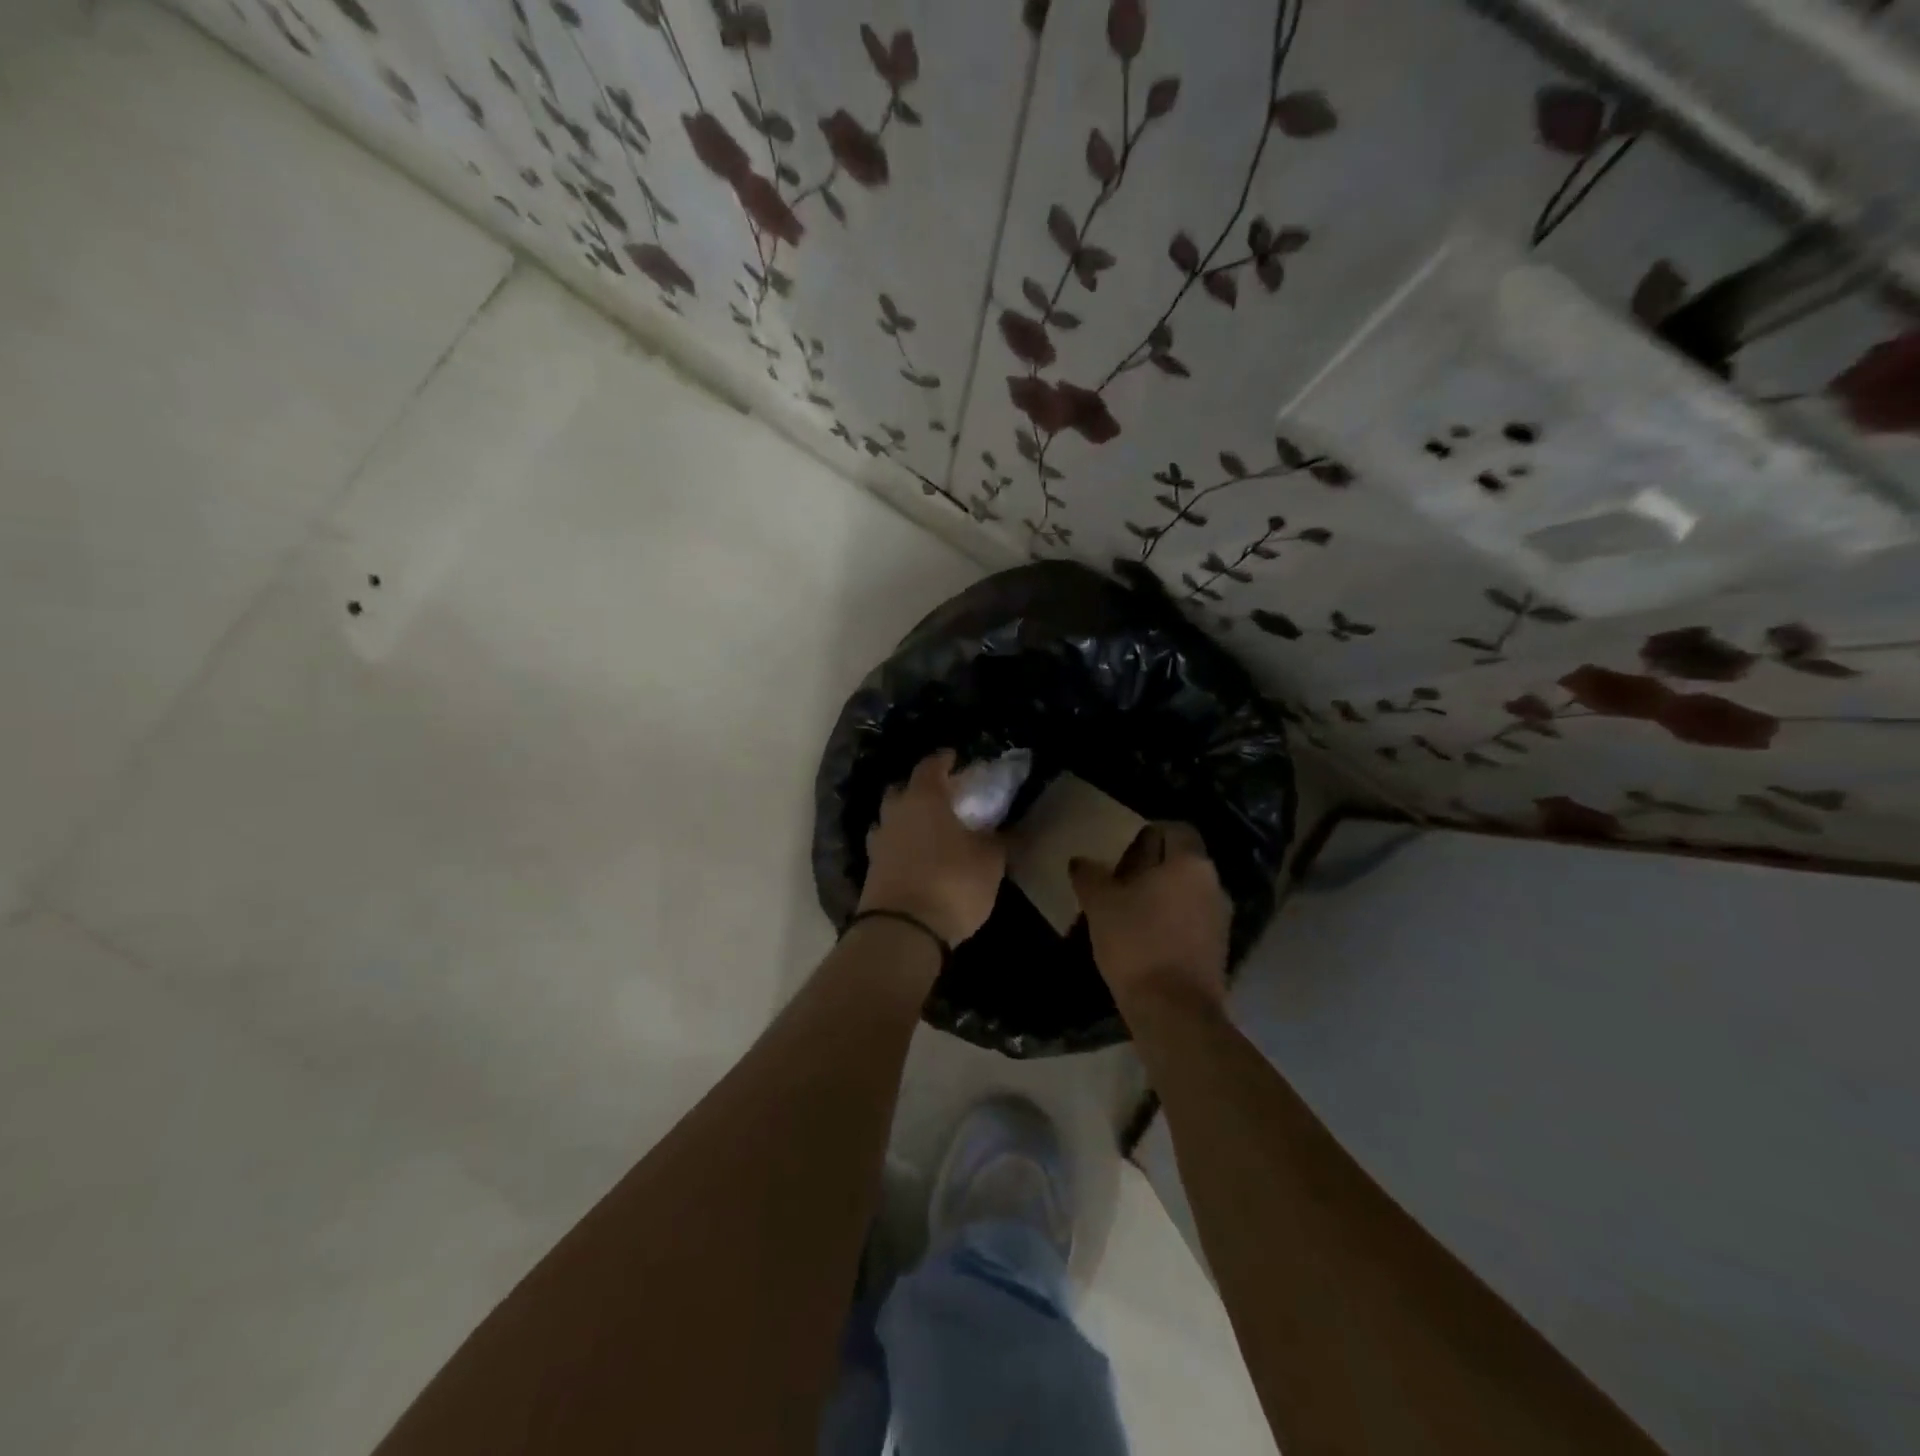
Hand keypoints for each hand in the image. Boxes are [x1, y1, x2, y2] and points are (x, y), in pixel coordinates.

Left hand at [859, 751, 1006, 947]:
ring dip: (907, 820)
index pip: (930, 766)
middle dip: (920, 790)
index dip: (944, 760)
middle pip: (903, 790)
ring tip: (928, 830)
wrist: (902, 931)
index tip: (955, 758)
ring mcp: (878, 843)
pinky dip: (901, 847)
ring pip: (891, 819)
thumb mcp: (989, 861)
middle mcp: (895, 813)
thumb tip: (1001, 830)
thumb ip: (996, 840)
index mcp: (924, 798)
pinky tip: (916, 858)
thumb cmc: (951, 882)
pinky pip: (887, 848)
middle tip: (942, 797)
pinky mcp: (871, 872)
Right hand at [1070, 822, 1230, 1010]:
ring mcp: (1220, 919)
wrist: (1174, 1011)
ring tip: (1127, 909)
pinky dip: (1170, 921)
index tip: (1123, 847)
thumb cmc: (1137, 943)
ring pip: (1187, 892)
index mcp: (1190, 863)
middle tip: (1118, 877)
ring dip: (1161, 895)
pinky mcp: (1218, 950)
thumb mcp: (1100, 904)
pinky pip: (1192, 921)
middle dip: (1152, 865)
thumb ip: (1090, 875)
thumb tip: (1081, 861)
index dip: (1149, 832)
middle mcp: (1213, 884)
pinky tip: (1143, 937)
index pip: (1176, 829)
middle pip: (1182, 861)